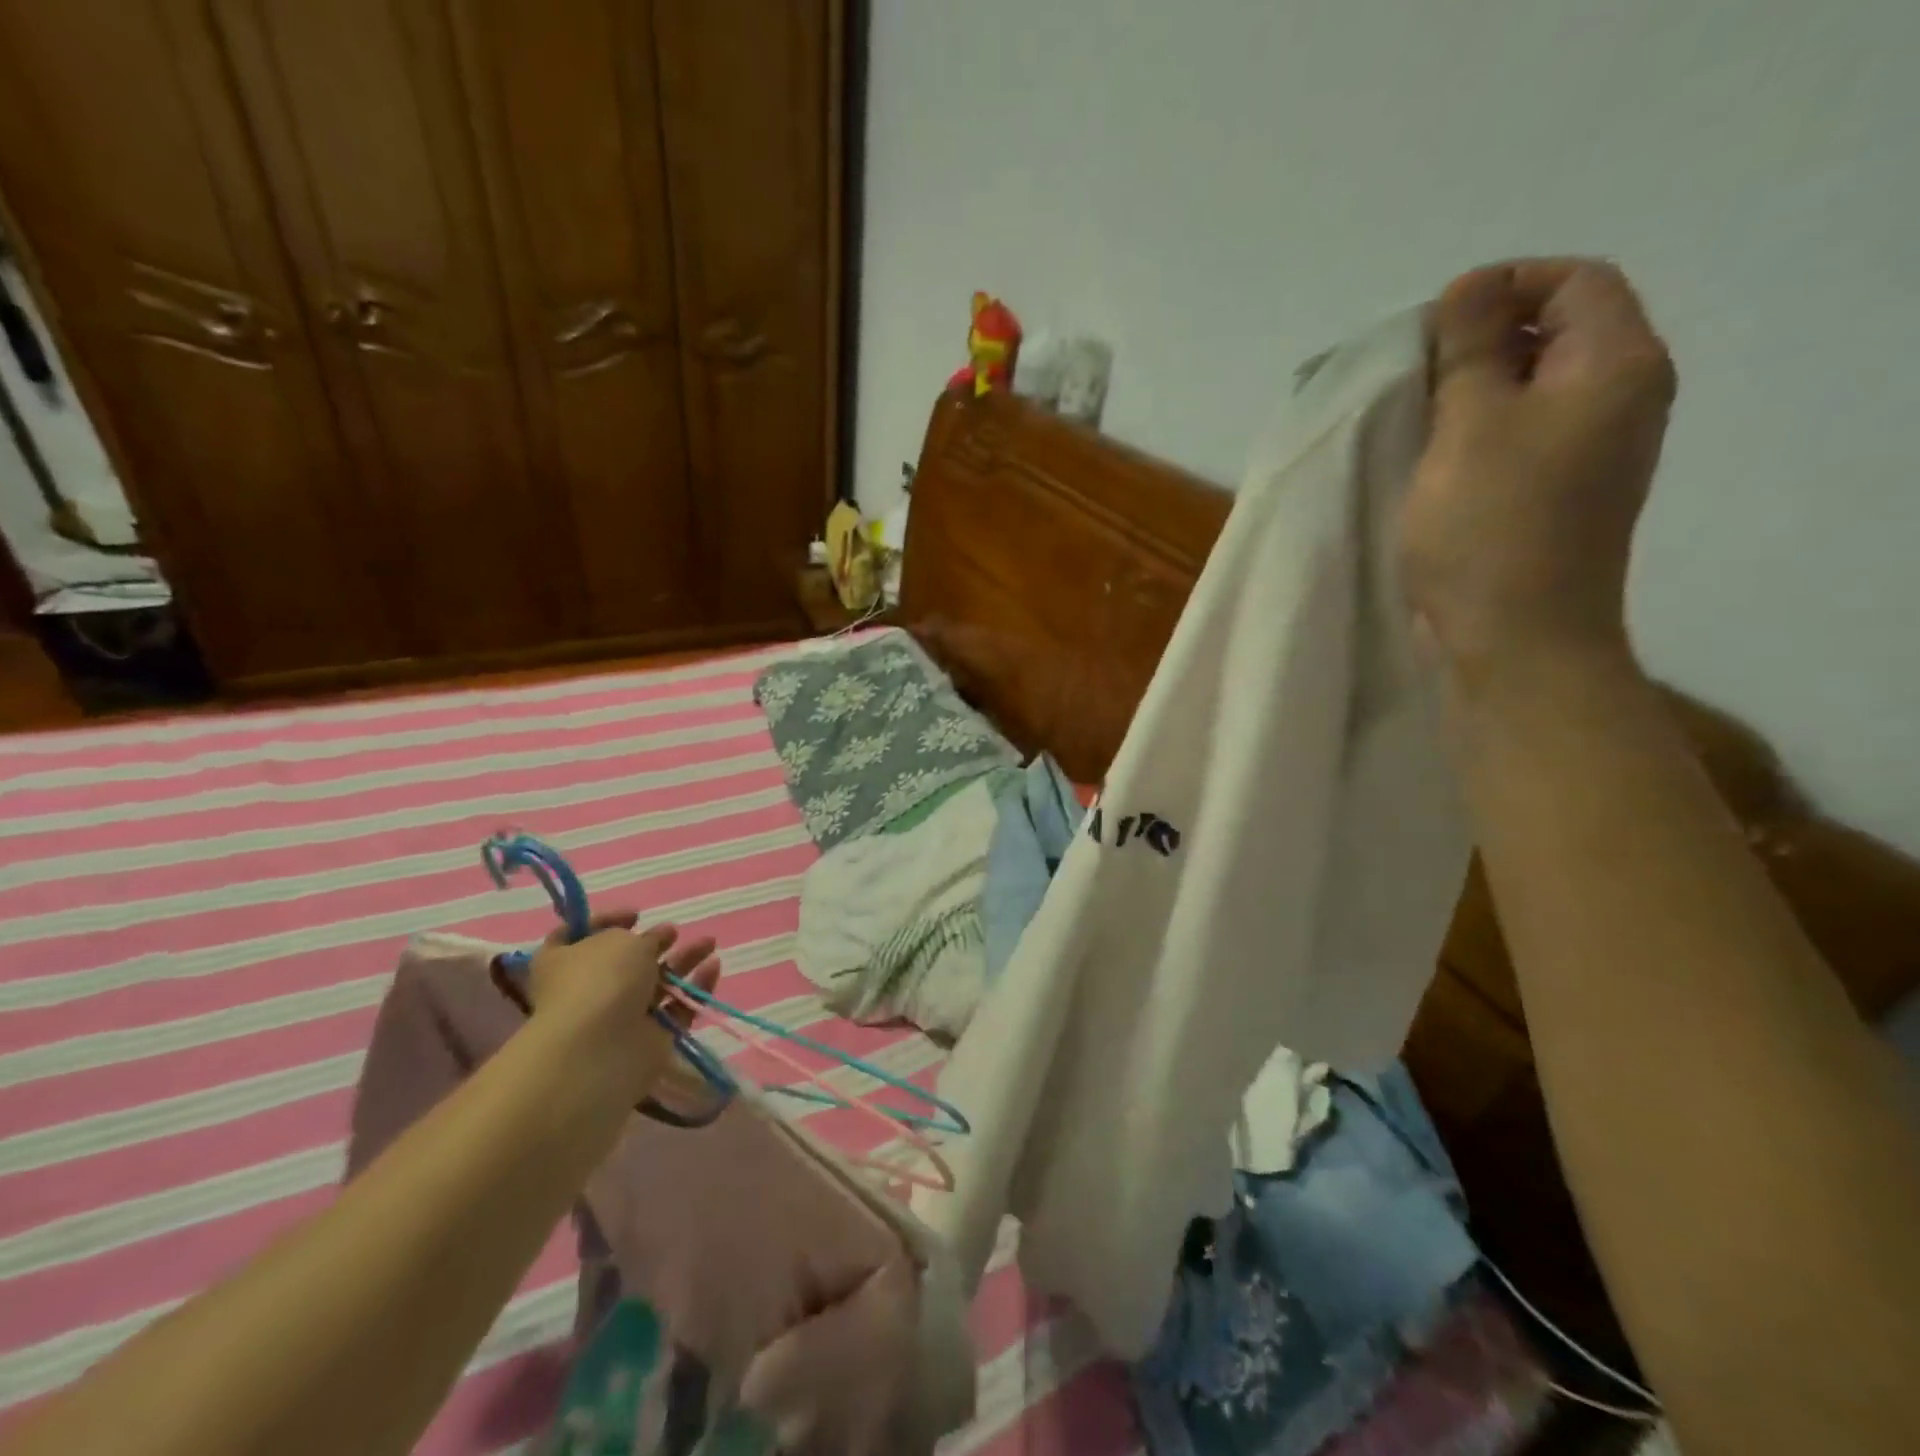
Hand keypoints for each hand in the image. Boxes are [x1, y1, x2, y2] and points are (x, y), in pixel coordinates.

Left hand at [525, 912, 720, 1109]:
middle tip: (673, 931)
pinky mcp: (649, 1038)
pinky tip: (714, 966)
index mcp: (564, 962)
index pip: (576, 936)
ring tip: (709, 943)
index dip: (605, 921)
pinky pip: (677, 1009)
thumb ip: (642, 937)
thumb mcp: (621, 940)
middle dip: (653, 943)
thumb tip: (652, 941)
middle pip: (625, 962)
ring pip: (657, 984)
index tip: (636, 915)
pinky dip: (695, 988)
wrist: (600, 1051)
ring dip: (683, 960)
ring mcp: (620, 1016)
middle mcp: (589, 989)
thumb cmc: (599, 981)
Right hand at [1401, 259, 1676, 682]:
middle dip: (1483, 338)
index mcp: (1617, 367)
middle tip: (1415, 372)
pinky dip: (1478, 432)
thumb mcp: (1470, 423)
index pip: (1575, 282)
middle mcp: (1619, 400)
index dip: (1503, 286)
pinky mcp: (1558, 495)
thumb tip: (1469, 288)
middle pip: (1557, 332)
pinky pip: (1522, 437)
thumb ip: (1471, 347)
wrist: (1516, 638)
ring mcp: (1591, 453)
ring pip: (1533, 389)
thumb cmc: (1491, 526)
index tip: (1432, 326)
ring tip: (1415, 415)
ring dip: (1473, 390)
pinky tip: (1433, 458)